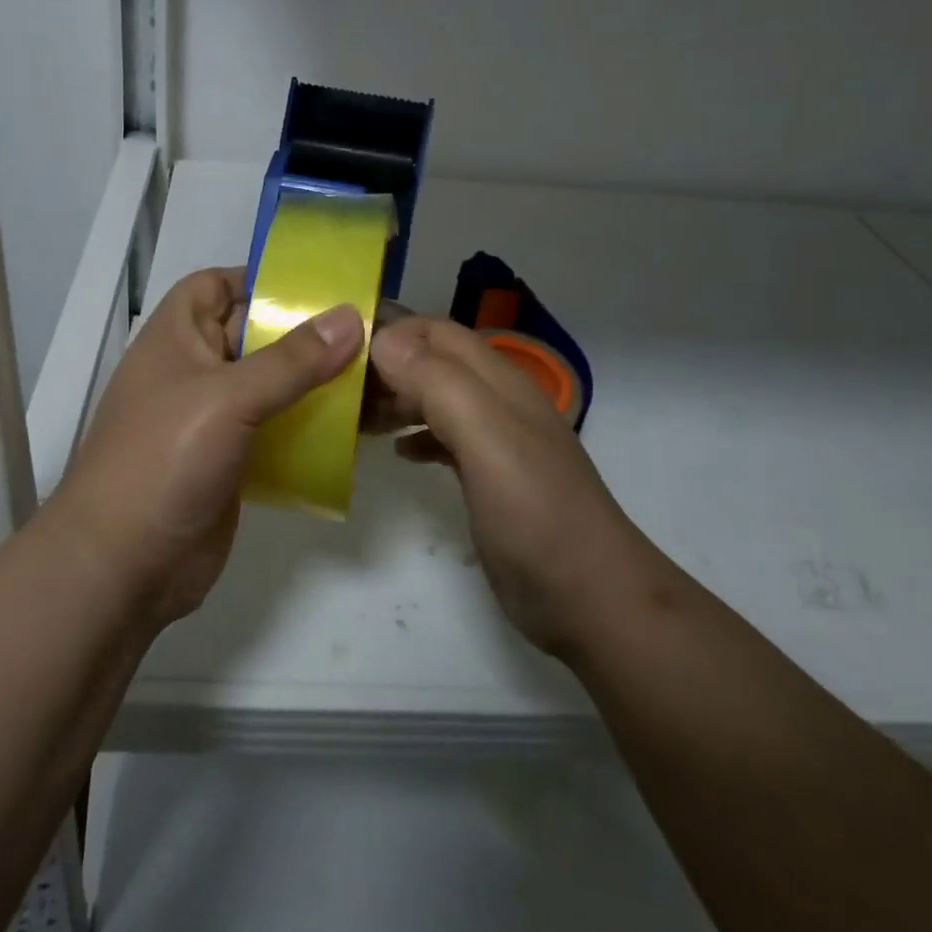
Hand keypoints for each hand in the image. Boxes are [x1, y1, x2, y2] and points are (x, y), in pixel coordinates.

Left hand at [41, 267, 363, 630]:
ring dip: (312, 382)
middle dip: (304, 332)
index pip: (215, 285)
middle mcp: (193, 370)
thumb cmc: (164, 459)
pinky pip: (275, 429)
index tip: (318, 287)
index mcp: (176, 337)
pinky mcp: (229, 460)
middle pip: (252, 334)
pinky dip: (307, 425)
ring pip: (269, 385)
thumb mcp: (229, 398)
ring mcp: (210, 419)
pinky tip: (350, 429)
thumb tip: (350, 316)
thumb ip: (292, 359)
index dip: (259, 279)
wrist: (122, 567)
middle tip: (368, 331)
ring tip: (372, 376)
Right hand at [367, 315, 638, 656]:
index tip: (341, 353)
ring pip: (437, 398)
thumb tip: (382, 340)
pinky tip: (397, 454)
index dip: (391, 332)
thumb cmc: (534, 513)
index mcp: (497, 381)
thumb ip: (437, 384)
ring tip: (356, 419)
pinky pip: (446, 438)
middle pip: (434, 362)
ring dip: (397, 399)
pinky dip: (416, 436)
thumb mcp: (486, 439)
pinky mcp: (491, 478)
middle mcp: (497, 401)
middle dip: (387, 366)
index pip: (435, 332)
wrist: (591, 598)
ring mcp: (496, 441)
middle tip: (340, 392)